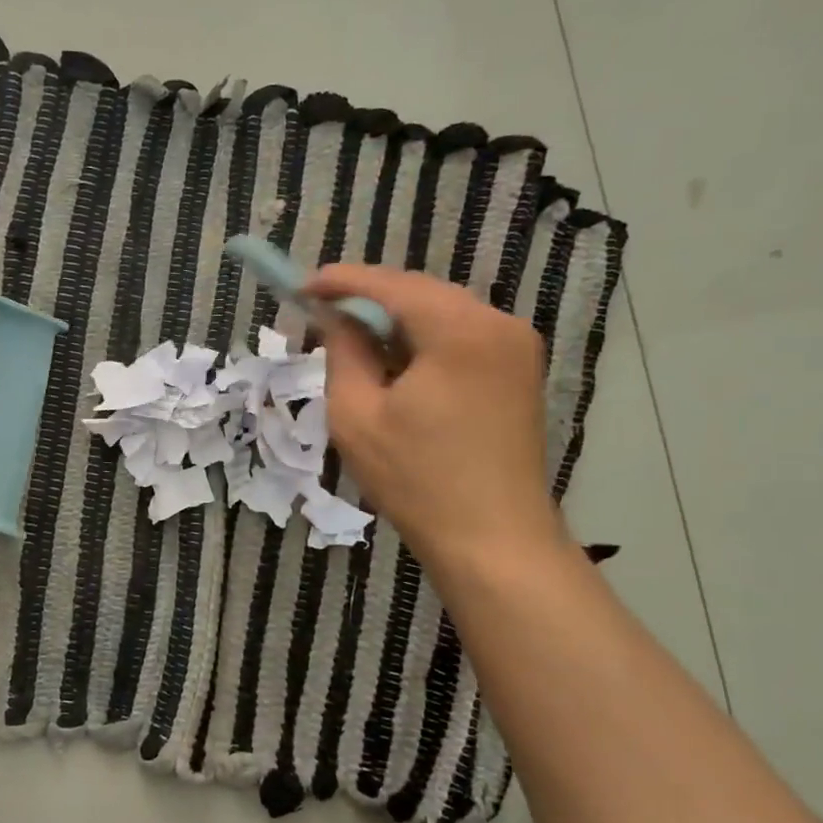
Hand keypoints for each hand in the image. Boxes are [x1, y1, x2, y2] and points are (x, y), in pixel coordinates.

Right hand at [307, 265, 562, 569]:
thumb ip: (343, 353)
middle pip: (420, 293)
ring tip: (355, 341)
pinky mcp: (520, 372)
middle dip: (369, 300)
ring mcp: (517, 347)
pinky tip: (398, 363)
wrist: (494, 541)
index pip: (390, 285)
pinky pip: (463, 337)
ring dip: (397, 321)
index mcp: (459, 330)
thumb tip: (335, 318)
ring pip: (443, 313)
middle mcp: (497, 323)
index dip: (341, 281)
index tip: (301, 285)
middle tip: (323, 315)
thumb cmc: (417, 481)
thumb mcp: (357, 416)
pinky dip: (425, 341)